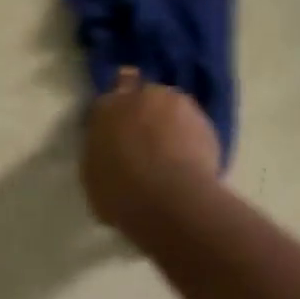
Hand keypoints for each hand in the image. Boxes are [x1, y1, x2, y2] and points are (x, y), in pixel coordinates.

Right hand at [82, 68, 221, 235]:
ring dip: (169, 122)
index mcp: (107, 108)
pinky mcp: (206, 121)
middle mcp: (142, 96)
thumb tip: (109, 147)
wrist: (172, 202)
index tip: (115, 131)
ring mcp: (177, 104)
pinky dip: (190, 138)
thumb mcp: (93, 174)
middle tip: (143, 142)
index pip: (107, 101)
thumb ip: (100, 150)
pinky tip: (189, 162)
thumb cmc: (120, 193)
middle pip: (142, 97)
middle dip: (143, 113)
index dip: (113, 115)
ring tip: (170, 153)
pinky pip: (193, 126)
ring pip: (171, 108)